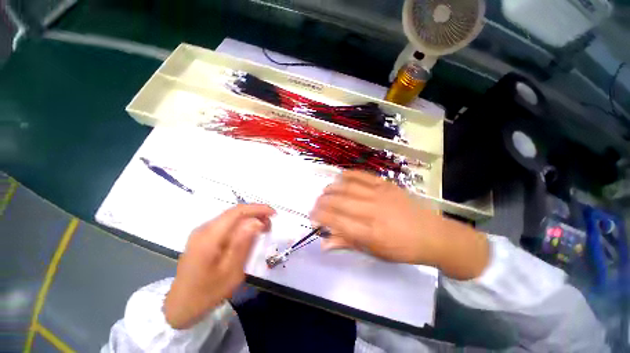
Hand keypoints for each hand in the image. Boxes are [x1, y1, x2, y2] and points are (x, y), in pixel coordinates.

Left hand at [164, 204, 274, 328]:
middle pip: (234, 212)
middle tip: (270, 224)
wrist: (180, 306)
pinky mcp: (203, 236)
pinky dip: (241, 225)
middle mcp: (204, 229)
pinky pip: (226, 224)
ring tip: (263, 229)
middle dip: (256, 213)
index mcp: (209, 237)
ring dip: (250, 219)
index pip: (237, 212)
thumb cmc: (207, 293)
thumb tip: (257, 221)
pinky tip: (249, 233)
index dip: (257, 209)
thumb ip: (243, 244)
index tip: (273, 213)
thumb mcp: (231, 272)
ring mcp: (202, 232)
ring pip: (231, 217)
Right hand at [310, 170, 488, 279]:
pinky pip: (363, 176)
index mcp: (370, 233)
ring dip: (332, 188)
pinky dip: (348, 175)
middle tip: (315, 204)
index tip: (312, 216)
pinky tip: (340, 177)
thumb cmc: (402, 248)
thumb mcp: (375, 252)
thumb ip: (347, 244)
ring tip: (324, 191)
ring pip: (348, 187)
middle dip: (322, 202)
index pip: (337, 222)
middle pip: (339, 202)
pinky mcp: (386, 184)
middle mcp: (372, 211)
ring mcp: (380, 194)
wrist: (432, 234)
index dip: (321, 217)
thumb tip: (323, 243)